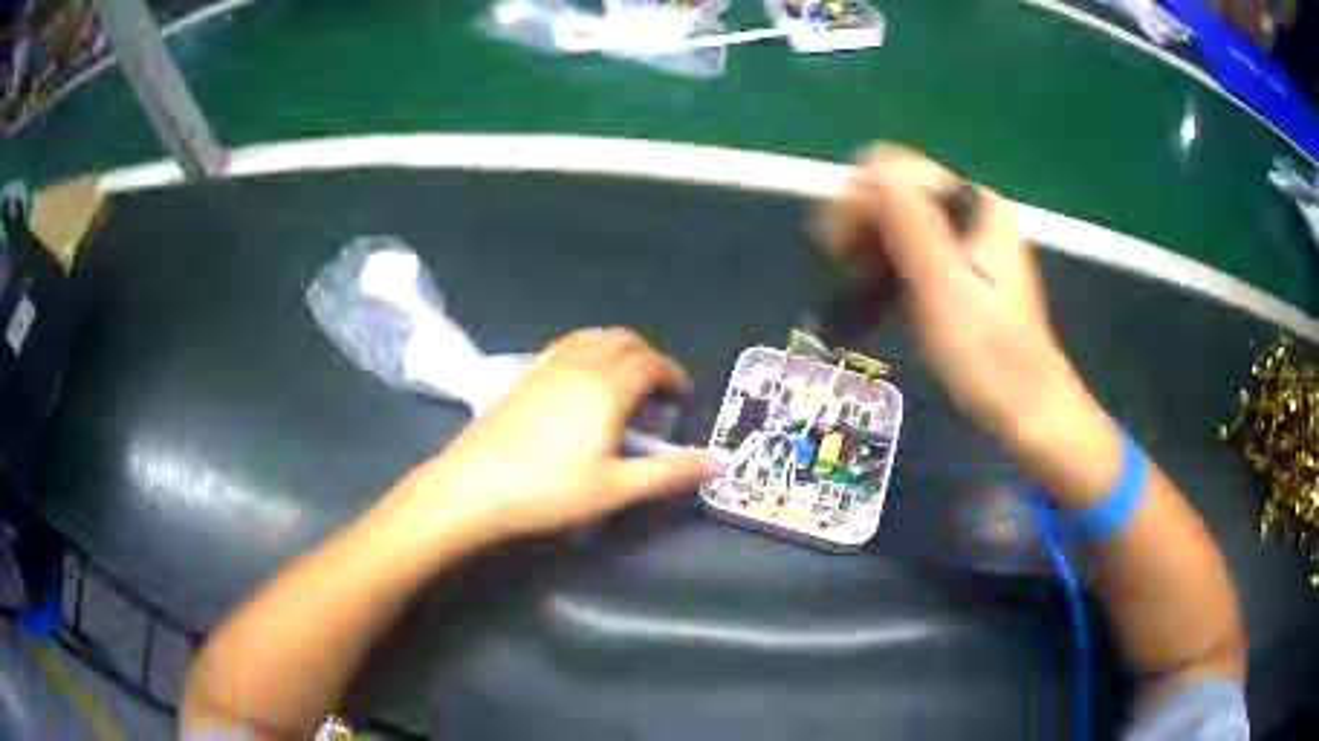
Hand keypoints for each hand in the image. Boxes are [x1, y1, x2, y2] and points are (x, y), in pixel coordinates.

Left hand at [401, 328, 718, 545]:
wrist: (473, 486)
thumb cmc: (549, 491)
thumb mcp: (615, 488)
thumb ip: (668, 473)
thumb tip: (716, 462)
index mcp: (607, 387)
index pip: (650, 363)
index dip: (672, 374)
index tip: (681, 396)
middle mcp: (580, 365)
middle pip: (624, 341)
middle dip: (649, 358)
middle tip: (657, 391)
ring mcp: (547, 366)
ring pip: (593, 337)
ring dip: (618, 349)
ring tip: (624, 381)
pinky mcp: (523, 374)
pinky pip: (567, 345)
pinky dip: (588, 350)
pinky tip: (581, 380)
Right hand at [832, 145, 1119, 502]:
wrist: (1027, 405)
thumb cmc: (986, 354)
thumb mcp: (942, 286)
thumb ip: (908, 221)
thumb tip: (870, 168)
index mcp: (974, 204)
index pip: (893, 170)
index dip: (856, 202)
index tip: (841, 253)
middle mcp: (973, 208)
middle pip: (895, 189)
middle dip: (861, 224)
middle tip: (845, 274)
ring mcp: (972, 237)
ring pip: (901, 218)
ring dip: (871, 246)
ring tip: (858, 290)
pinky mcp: (967, 264)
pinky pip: (915, 244)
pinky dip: (891, 262)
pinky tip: (880, 294)